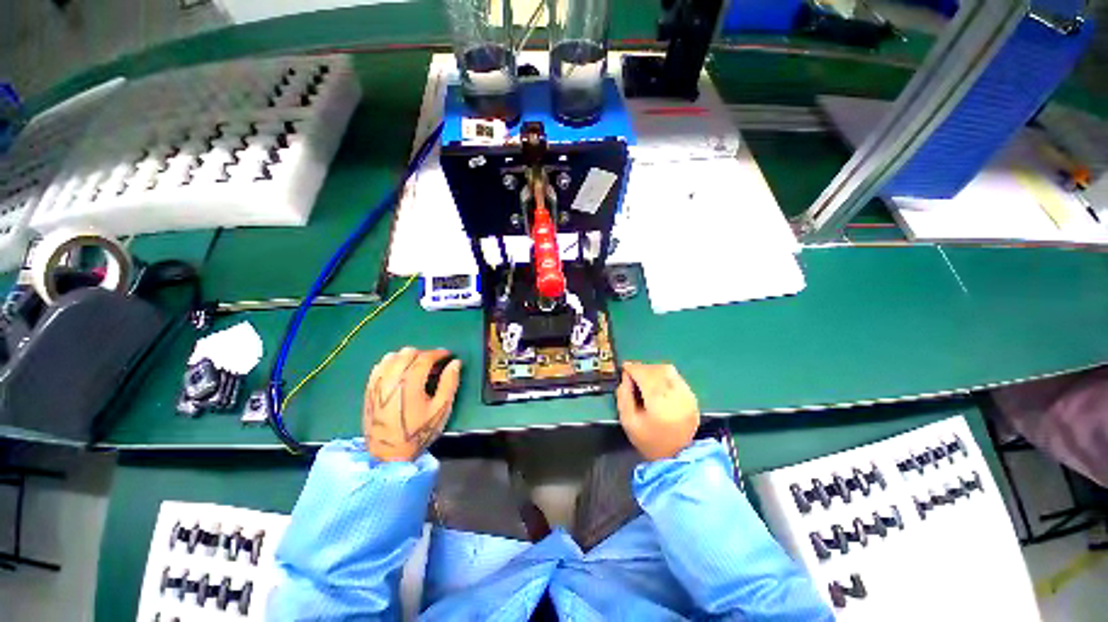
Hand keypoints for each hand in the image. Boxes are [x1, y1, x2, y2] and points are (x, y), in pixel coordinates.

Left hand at [363, 347, 461, 461]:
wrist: (388, 454)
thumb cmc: (418, 432)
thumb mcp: (441, 409)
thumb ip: (449, 383)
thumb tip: (455, 363)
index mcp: (409, 382)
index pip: (425, 357)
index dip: (439, 353)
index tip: (448, 355)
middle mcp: (391, 378)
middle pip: (408, 352)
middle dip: (424, 353)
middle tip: (435, 363)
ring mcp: (377, 383)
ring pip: (392, 356)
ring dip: (407, 356)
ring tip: (418, 367)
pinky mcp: (369, 389)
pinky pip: (379, 366)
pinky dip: (392, 362)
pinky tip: (400, 372)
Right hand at [616, 362, 699, 460]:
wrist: (675, 458)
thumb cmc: (648, 441)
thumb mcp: (627, 421)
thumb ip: (623, 396)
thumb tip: (626, 377)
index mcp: (660, 405)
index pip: (646, 376)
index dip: (633, 368)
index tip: (624, 367)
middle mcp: (677, 397)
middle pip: (658, 370)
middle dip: (643, 368)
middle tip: (632, 373)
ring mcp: (687, 397)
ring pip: (669, 371)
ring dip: (653, 370)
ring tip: (643, 377)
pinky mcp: (692, 398)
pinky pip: (676, 378)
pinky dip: (664, 375)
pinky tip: (657, 383)